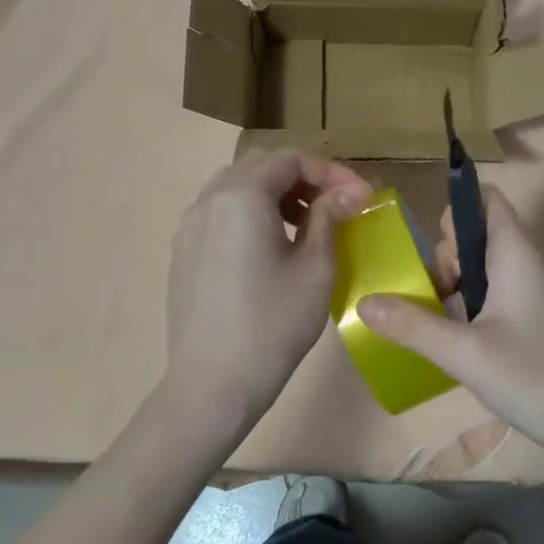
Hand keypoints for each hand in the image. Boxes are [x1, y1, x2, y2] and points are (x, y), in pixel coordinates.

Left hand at [164, 149, 372, 436]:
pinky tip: (271, 246)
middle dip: (303, 178)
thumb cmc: (272, 325)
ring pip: (237, 186)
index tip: (360, 198)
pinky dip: (251, 212)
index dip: (331, 172)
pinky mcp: (183, 250)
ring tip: (305, 224)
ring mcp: (189, 225)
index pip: (291, 159)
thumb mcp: (315, 269)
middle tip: (335, 206)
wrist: (212, 383)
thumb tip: (353, 192)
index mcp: (242, 198)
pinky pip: (221, 211)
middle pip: (261, 166)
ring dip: (276, 193)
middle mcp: (209, 200)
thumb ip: (330, 218)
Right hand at [357, 188, 543, 467]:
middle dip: (448, 258)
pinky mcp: (543, 318)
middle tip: (436, 299)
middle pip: (480, 234)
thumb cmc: (536, 379)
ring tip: (445, 326)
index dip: (454, 213)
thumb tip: (363, 302)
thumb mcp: (464, 353)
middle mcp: (531, 262)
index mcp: (516, 253)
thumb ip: (412, 325)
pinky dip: (477, 305)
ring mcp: (540, 290)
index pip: (485, 200)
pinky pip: (501, 292)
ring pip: (488, 267)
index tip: (434, 256)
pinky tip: (466, 343)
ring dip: (459, 286)